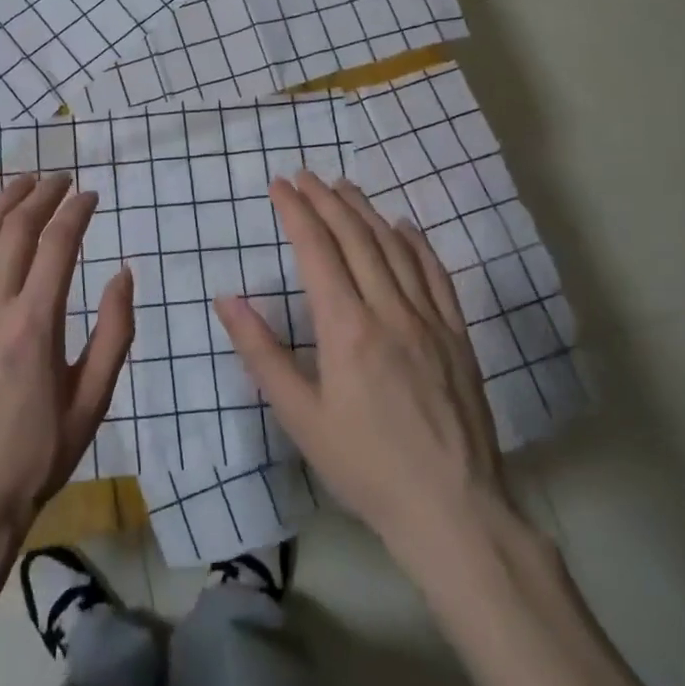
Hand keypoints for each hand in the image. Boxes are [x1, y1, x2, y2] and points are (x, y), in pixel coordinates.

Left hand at [0, 173, 134, 538]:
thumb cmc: (36, 456)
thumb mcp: (92, 401)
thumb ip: (114, 334)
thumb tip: (124, 273)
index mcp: (36, 324)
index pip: (58, 245)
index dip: (76, 211)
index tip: (91, 194)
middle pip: (17, 230)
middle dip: (42, 195)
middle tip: (61, 178)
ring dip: (3, 203)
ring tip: (23, 182)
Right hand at [215, 172, 514, 559]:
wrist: (452, 510)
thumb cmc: (364, 465)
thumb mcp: (300, 415)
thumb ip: (261, 352)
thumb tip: (227, 299)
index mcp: (346, 328)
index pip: (317, 250)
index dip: (297, 212)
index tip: (280, 185)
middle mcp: (389, 310)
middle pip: (356, 237)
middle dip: (326, 200)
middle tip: (305, 176)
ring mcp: (429, 320)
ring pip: (395, 247)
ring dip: (367, 211)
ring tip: (344, 188)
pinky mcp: (457, 336)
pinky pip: (436, 274)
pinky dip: (416, 243)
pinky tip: (403, 226)